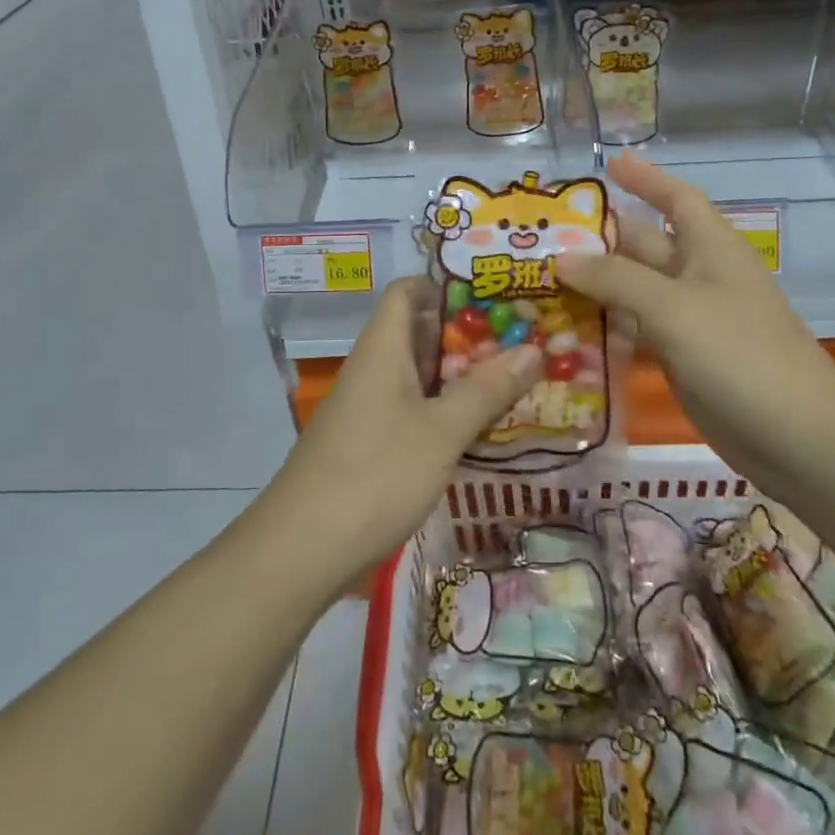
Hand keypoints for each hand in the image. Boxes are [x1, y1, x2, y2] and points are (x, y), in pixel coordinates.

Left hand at [267, 277, 541, 573]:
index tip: (494, 295)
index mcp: (382, 348)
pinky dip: (443, 408)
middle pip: (418, 332)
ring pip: (417, 374)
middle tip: (521, 339)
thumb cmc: (375, 474)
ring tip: (512, 378)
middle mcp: (371, 368)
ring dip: (458, 374)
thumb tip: (533, 347)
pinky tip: (477, 427)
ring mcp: (367, 407)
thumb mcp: (441, 431)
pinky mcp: (367, 442)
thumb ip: (486, 389)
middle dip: (467, 335)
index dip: (446, 285)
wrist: (301, 549)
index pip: (408, 291)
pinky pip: (410, 407)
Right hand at [556, 153, 834, 480]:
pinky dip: (607, 325)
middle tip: (546, 234)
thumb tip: (561, 256)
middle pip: (645, 245)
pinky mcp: (683, 358)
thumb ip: (615, 279)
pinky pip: (637, 330)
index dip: (646, 178)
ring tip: (542, 278)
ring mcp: (691, 320)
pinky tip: (570, 329)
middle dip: (601, 238)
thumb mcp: (673, 307)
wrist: (796, 437)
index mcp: (710, 249)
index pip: (677, 199)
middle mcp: (699, 277)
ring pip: (635, 290)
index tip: (609, 163)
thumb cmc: (739, 354)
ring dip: (596, 284)